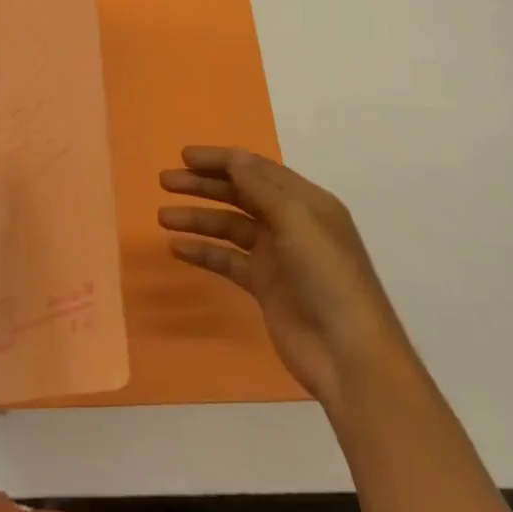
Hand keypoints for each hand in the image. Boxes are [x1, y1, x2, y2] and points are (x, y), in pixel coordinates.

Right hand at [159, 146, 408, 403]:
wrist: (349, 355)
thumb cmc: (327, 276)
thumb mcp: (297, 220)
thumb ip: (261, 187)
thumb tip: (232, 157)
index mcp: (305, 201)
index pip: (256, 169)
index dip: (221, 160)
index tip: (184, 156)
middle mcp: (290, 222)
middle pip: (239, 194)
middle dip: (203, 185)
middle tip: (165, 181)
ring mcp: (277, 256)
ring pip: (229, 226)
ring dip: (198, 218)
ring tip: (163, 216)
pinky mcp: (265, 287)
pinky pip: (228, 260)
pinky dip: (204, 251)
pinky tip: (177, 248)